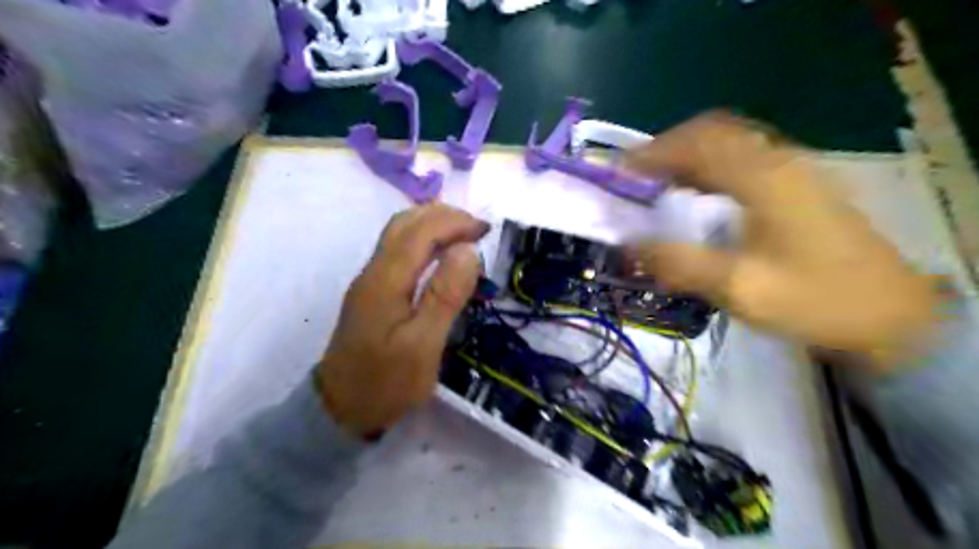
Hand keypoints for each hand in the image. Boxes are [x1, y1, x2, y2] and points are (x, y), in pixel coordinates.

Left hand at [318, 203, 488, 435]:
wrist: (339, 409)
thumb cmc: (386, 383)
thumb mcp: (423, 346)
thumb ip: (445, 296)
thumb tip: (468, 250)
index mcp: (385, 281)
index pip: (421, 232)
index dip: (454, 222)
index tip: (486, 230)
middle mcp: (373, 271)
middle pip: (405, 223)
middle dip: (444, 216)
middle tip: (478, 229)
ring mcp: (370, 280)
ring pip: (398, 233)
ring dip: (432, 224)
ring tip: (464, 234)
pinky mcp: (372, 292)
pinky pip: (398, 249)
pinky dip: (423, 239)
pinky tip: (439, 253)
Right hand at [628, 111, 940, 369]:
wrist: (888, 316)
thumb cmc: (814, 300)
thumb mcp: (739, 288)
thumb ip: (680, 263)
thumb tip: (629, 245)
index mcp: (764, 178)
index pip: (697, 143)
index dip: (652, 153)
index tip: (619, 173)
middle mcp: (778, 161)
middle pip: (713, 132)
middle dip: (667, 148)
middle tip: (635, 177)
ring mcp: (793, 169)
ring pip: (729, 142)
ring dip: (688, 155)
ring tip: (657, 184)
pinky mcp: (797, 185)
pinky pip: (743, 159)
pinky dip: (710, 166)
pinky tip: (697, 193)